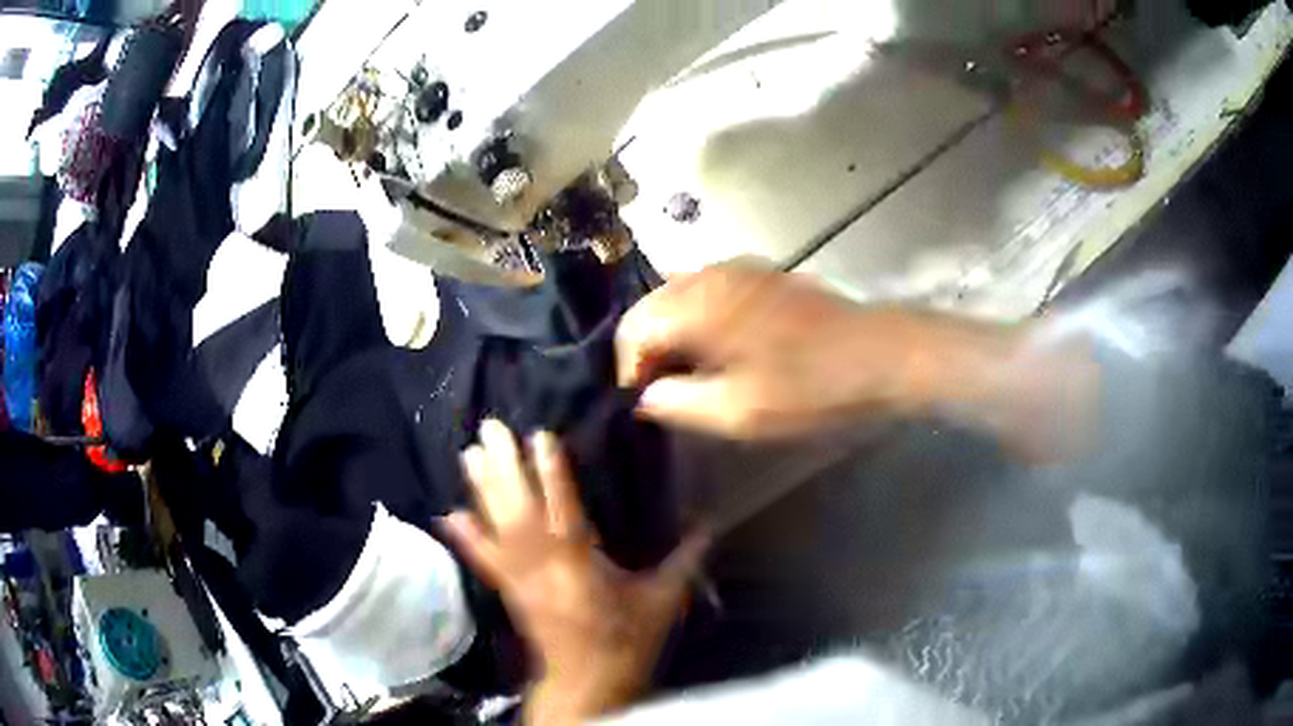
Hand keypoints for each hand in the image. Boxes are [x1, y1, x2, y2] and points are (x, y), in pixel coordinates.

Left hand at [442, 420, 708, 724]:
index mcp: (582, 564)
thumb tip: (711, 521)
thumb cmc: (628, 639)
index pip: (564, 509)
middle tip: (489, 428)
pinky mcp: (509, 591)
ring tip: (468, 452)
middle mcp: (544, 565)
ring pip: (498, 528)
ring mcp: (521, 578)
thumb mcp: (665, 599)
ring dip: (482, 490)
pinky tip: (447, 514)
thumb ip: (686, 558)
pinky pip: (484, 560)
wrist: (590, 681)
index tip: (539, 435)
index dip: (551, 472)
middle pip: (520, 512)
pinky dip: (466, 537)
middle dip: (504, 468)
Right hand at [616, 261, 1096, 459]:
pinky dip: (699, 319)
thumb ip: (678, 403)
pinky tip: (718, 349)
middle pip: (651, 306)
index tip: (641, 404)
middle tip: (661, 392)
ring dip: (672, 333)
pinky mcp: (763, 274)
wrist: (884, 354)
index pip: (633, 330)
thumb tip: (644, 397)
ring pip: (679, 295)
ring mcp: (739, 269)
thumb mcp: (740, 411)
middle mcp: (710, 274)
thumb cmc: (813, 387)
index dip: (628, 370)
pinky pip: (710, 291)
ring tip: (687, 374)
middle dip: (647, 349)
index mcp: (698, 304)